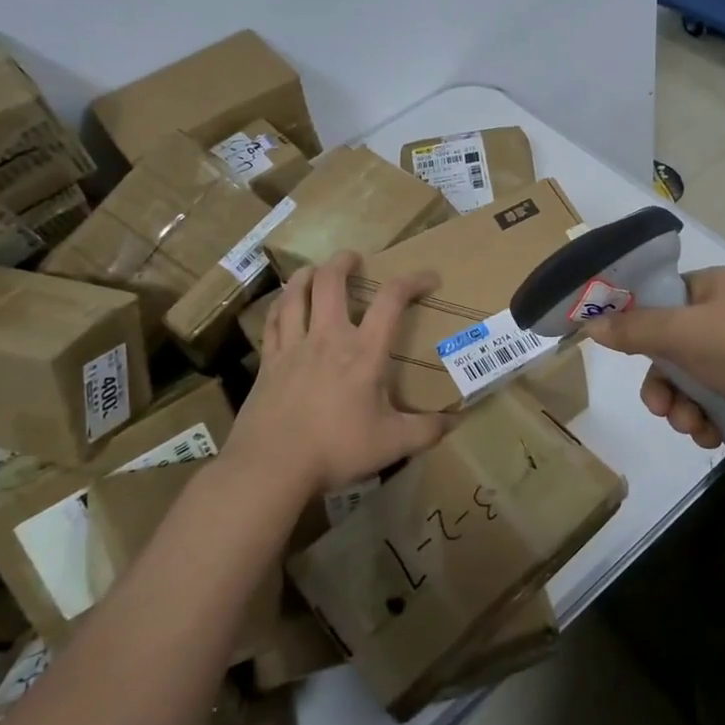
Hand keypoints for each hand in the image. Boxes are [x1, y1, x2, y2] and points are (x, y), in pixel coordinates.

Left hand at [225, 251, 451, 492]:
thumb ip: (427, 430)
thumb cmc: (337, 449)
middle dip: (344, 262)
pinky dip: (280, 305)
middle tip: (354, 258)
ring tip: (316, 270)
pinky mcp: (268, 362)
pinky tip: (284, 305)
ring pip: (296, 294)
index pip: (391, 300)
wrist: (272, 466)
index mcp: (364, 352)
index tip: (428, 278)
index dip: (412, 281)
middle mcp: (328, 338)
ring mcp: (293, 347)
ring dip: (307, 275)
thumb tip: (456, 421)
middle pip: (331, 282)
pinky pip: (273, 322)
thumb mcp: (392, 444)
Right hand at [586, 266, 724, 462]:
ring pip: (693, 379)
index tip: (623, 354)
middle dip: (663, 382)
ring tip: (692, 426)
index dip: (638, 326)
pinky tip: (711, 435)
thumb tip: (590, 322)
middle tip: (661, 407)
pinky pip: (718, 400)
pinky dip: (708, 418)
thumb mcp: (685, 335)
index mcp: (714, 287)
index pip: (662, 298)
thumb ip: (635, 329)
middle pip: (672, 346)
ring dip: (683, 406)